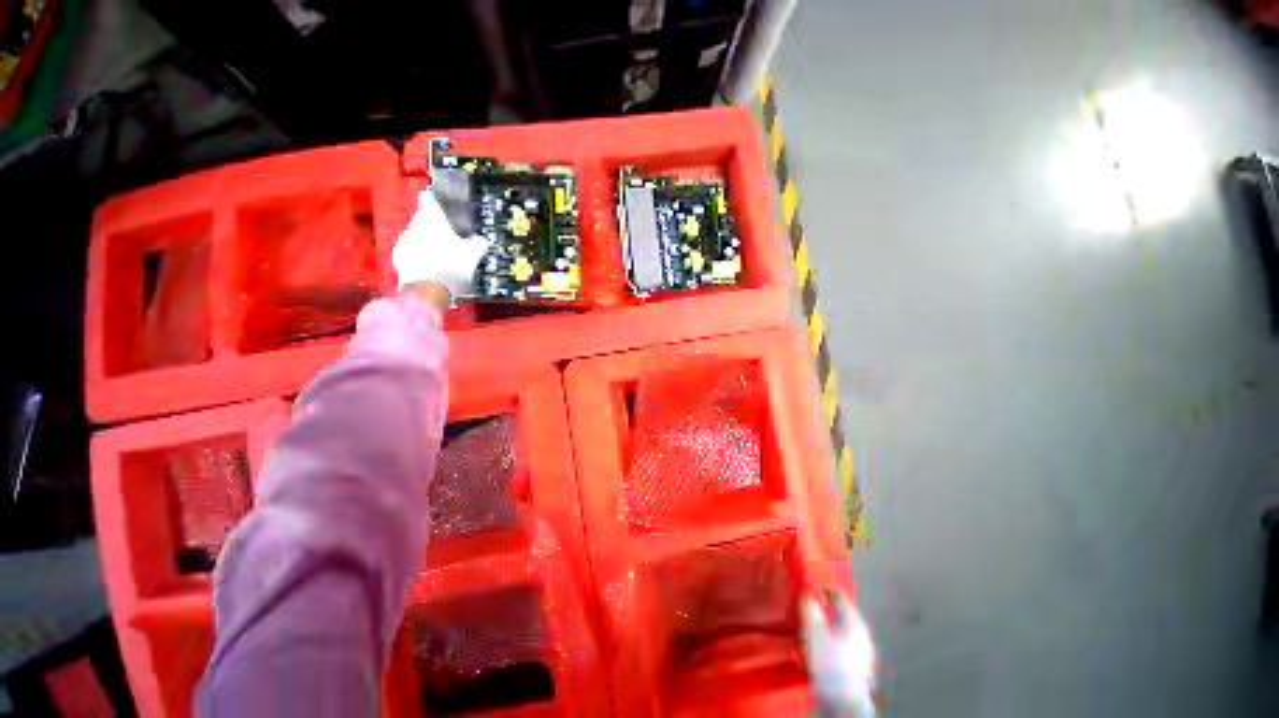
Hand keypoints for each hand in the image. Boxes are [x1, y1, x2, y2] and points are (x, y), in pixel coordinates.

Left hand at [393, 189, 490, 303]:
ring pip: (416, 236)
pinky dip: (420, 256)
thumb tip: (481, 239)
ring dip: (427, 242)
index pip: (428, 199)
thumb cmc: (452, 267)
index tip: (442, 204)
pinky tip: (432, 267)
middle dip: (434, 226)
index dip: (435, 200)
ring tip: (442, 255)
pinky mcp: (398, 259)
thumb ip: (478, 243)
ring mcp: (403, 242)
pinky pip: (412, 252)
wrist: (427, 292)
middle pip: (423, 219)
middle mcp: (414, 225)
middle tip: (450, 237)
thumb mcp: (473, 255)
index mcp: (432, 220)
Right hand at [801, 591, 876, 717]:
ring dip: (825, 629)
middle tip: (807, 610)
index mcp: (854, 621)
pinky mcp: (858, 670)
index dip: (823, 590)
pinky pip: (841, 649)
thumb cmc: (830, 663)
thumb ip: (810, 609)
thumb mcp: (813, 631)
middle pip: (841, 615)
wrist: (844, 702)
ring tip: (809, 631)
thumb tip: (808, 596)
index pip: (839, 596)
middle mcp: (862, 634)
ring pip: (841, 632)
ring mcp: (862, 653)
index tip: (810, 589)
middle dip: (823, 611)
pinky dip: (829, 645)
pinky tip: (818, 652)